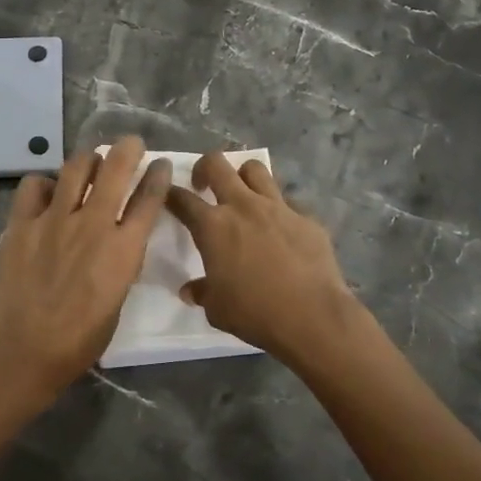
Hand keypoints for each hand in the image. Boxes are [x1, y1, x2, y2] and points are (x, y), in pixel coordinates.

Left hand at [0, 136, 171, 403]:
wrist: (23, 349)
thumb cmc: (79, 340)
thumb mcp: (117, 301)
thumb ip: (121, 263)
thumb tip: (119, 242)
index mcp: (123, 249)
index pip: (149, 199)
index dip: (158, 176)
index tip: (160, 165)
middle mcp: (93, 224)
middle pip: (115, 168)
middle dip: (128, 149)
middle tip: (131, 144)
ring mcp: (55, 219)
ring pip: (76, 168)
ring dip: (88, 159)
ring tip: (91, 161)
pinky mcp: (23, 223)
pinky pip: (34, 185)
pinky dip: (44, 184)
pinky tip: (46, 193)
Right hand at [165, 152, 364, 368]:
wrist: (313, 317)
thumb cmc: (255, 313)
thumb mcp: (217, 309)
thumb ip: (202, 292)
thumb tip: (191, 290)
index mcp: (213, 226)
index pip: (182, 199)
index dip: (170, 194)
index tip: (168, 196)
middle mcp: (243, 206)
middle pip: (217, 164)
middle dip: (204, 167)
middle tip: (204, 185)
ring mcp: (277, 207)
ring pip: (255, 169)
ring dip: (243, 176)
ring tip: (243, 194)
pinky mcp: (305, 218)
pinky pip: (288, 202)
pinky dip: (279, 210)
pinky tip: (281, 230)